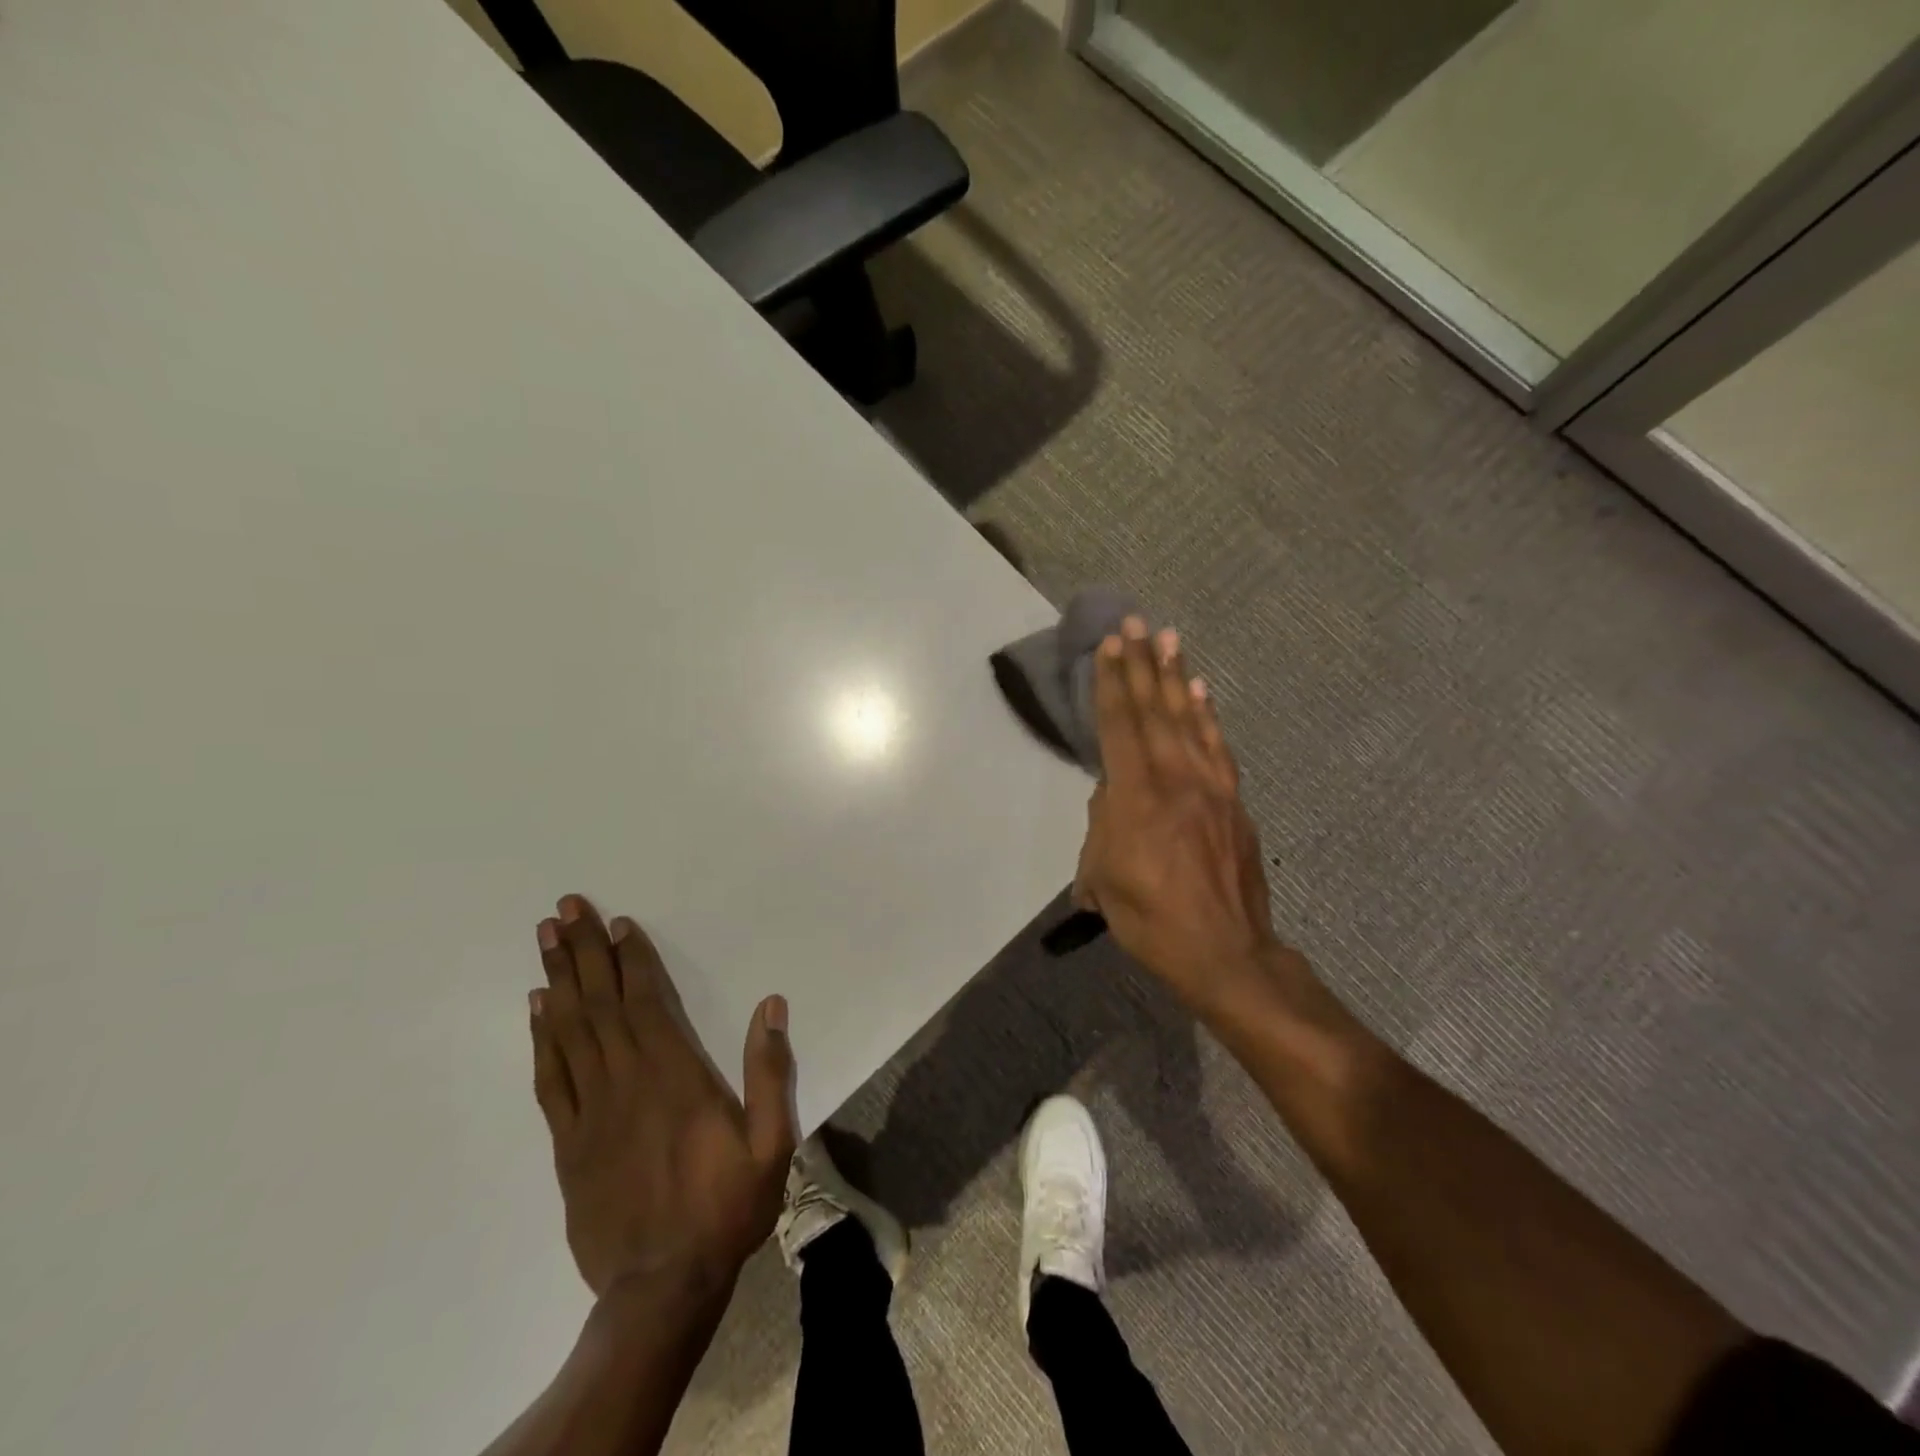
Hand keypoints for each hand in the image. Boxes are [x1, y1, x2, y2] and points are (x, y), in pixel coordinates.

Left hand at [529, 895, 795, 1299]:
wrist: (661, 1287)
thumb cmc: (724, 1207)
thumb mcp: (772, 1143)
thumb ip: (771, 1072)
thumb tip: (771, 1007)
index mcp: (675, 1076)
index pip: (646, 1002)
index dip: (630, 959)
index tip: (617, 923)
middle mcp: (626, 1082)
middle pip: (600, 1004)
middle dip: (582, 952)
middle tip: (563, 909)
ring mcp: (590, 1112)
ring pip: (569, 1032)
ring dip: (557, 980)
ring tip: (544, 939)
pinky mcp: (567, 1143)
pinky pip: (549, 1079)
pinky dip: (540, 1038)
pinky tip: (536, 1009)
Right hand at [1072, 619, 1279, 1011]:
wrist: (1225, 952)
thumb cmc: (1151, 920)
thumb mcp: (1104, 879)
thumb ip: (1101, 828)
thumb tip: (1110, 797)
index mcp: (1136, 797)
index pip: (1120, 726)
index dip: (1113, 683)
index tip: (1110, 645)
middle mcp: (1175, 779)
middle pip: (1155, 710)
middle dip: (1143, 664)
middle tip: (1136, 623)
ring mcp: (1211, 787)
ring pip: (1189, 719)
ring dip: (1177, 676)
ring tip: (1170, 638)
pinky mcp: (1234, 800)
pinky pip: (1218, 746)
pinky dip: (1209, 714)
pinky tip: (1203, 691)